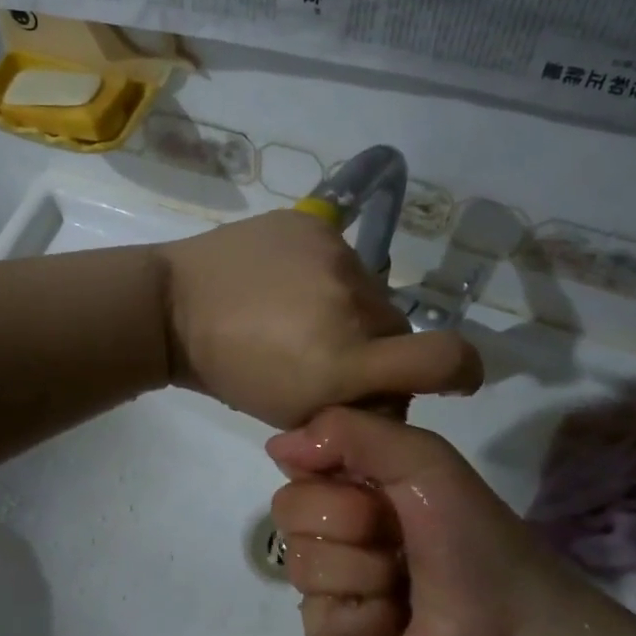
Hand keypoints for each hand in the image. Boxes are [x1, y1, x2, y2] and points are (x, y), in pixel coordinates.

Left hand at [159, 211, 480, 428]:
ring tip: (298, 311)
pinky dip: (324, 274)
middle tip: (330, 349)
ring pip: (371, 291)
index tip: (453, 376)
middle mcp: (351, 305)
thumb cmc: (229, 372)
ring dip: (349, 307)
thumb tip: (393, 393)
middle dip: (376, 346)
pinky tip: (285, 281)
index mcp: (344, 362)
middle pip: (399, 329)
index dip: (463, 369)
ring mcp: (333, 257)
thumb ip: (354, 407)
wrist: (172, 307)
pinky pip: (342, 257)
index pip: (446, 358)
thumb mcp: (293, 411)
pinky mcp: (313, 224)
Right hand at [267, 406, 585, 635]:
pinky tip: (395, 624)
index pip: (294, 464)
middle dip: (351, 522)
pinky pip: (317, 619)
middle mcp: (329, 530)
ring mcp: (325, 586)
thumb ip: (349, 431)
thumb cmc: (471, 534)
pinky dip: (367, 620)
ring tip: (402, 585)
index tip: (376, 487)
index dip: (330, 474)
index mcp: (347, 486)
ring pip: (301, 565)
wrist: (512, 628)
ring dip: (366, 574)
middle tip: (397, 538)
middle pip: (287, 510)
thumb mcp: (423, 458)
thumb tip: (275, 446)